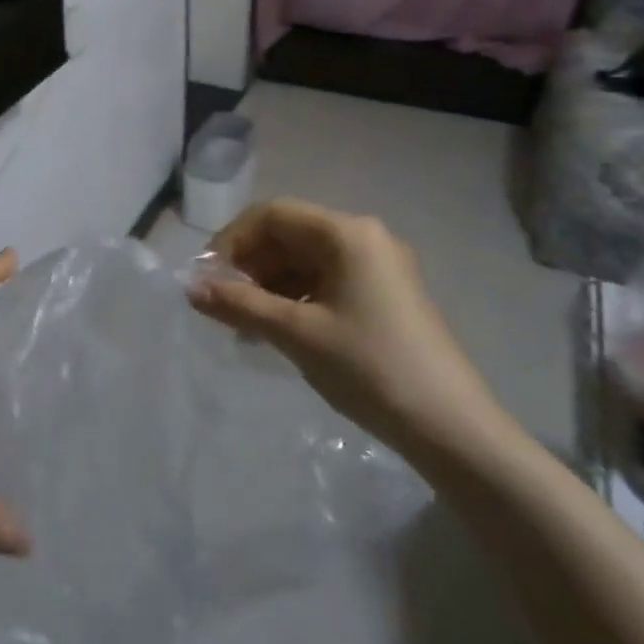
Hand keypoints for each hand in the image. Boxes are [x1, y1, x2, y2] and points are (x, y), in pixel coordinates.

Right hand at [187, 199, 500, 456]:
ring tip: (246, 325)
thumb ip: (239, 304)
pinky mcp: (385, 295)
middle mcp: (364, 238)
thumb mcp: (295, 334)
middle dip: (250, 265)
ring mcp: (378, 267)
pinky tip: (279, 331)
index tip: (208, 278)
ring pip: (305, 260)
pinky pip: (326, 281)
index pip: (272, 214)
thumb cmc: (369, 367)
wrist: (453, 429)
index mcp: (346, 233)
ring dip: (269, 285)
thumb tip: (190, 288)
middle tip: (223, 304)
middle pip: (289, 234)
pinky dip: (295, 299)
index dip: (232, 240)